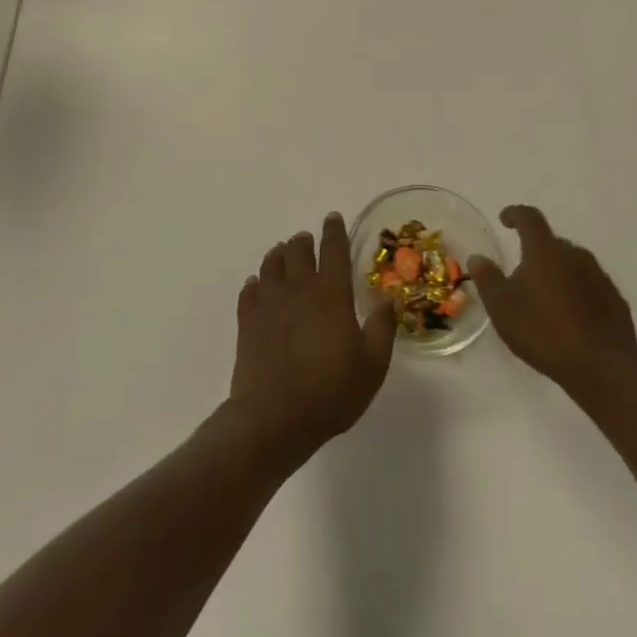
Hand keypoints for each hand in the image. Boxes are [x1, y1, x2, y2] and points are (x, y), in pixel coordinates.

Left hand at [227, 213, 398, 469]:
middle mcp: (299, 288)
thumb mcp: (372, 364)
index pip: (333, 249)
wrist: (274, 418)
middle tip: (307, 241)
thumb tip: (389, 298)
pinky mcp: (248, 321)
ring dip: (279, 254)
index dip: (334, 231)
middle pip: (297, 250)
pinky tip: (258, 286)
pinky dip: (256, 282)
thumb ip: (382, 327)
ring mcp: (269, 302)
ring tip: (283, 254)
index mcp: (331, 293)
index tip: (333, 218)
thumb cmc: (330, 391)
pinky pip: (250, 290)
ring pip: (271, 263)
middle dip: (303, 241)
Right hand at [468, 205, 636, 392]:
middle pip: (552, 243)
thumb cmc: (543, 330)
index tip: (505, 219)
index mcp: (545, 250)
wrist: (601, 366)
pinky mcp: (615, 300)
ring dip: (559, 274)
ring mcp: (599, 276)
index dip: (515, 214)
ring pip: (573, 265)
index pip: (529, 218)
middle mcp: (575, 254)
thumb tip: (478, 257)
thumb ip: (488, 278)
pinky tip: (572, 317)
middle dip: (537, 253)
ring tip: (547, 299)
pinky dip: (578, 293)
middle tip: (523, 275)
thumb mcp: (502, 307)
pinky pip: (591, 287)